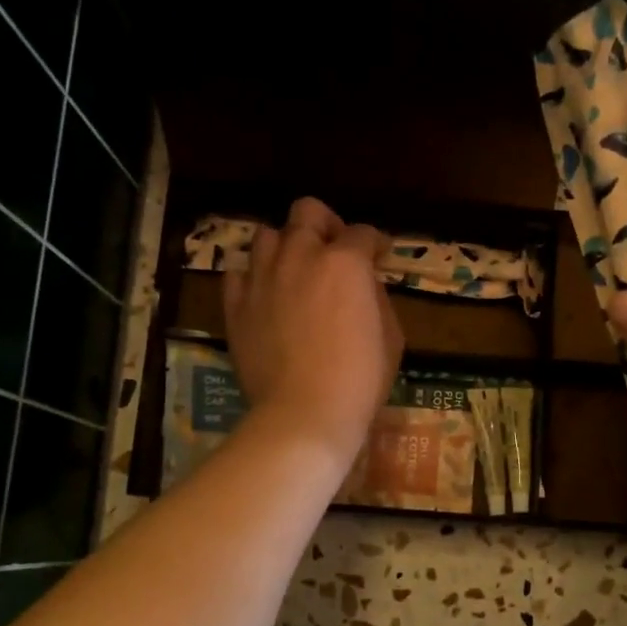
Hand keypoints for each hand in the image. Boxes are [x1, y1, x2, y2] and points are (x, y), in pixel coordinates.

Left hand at [224, 197, 402, 473]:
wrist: (305, 413)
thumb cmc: (360, 379)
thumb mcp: (391, 336)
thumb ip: (376, 297)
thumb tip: (364, 284)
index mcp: (345, 262)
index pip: (362, 233)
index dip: (374, 242)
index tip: (379, 254)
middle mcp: (300, 256)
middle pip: (307, 212)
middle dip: (326, 224)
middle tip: (334, 250)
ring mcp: (262, 278)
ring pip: (267, 235)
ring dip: (286, 245)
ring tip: (296, 270)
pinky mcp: (235, 306)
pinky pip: (237, 273)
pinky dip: (253, 277)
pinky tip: (266, 294)